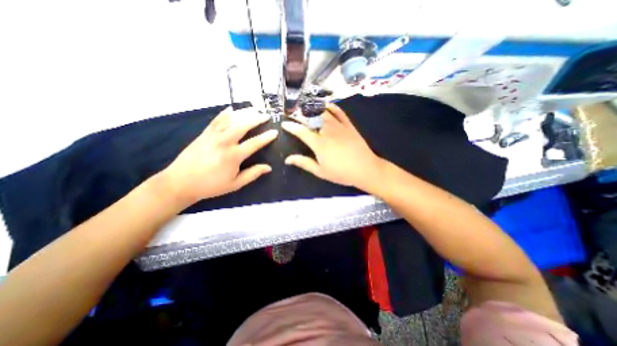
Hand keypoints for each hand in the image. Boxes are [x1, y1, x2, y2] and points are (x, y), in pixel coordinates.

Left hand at [165, 107, 278, 203]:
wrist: (181, 182)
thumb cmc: (211, 185)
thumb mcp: (235, 184)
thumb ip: (253, 174)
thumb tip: (268, 168)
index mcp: (233, 155)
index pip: (254, 143)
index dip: (266, 137)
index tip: (275, 132)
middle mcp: (224, 142)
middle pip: (243, 125)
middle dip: (256, 118)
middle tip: (266, 115)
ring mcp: (213, 136)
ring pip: (230, 119)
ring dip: (243, 113)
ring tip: (254, 109)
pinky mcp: (204, 134)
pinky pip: (216, 120)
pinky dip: (224, 113)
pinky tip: (231, 109)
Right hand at [281, 103, 383, 190]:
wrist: (365, 169)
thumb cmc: (341, 173)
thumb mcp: (320, 171)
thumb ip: (304, 163)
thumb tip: (288, 159)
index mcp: (319, 143)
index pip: (301, 131)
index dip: (291, 126)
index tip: (284, 123)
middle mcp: (327, 131)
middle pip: (311, 118)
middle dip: (300, 114)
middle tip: (293, 112)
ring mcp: (339, 126)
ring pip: (324, 113)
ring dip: (313, 108)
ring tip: (305, 106)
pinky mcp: (349, 125)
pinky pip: (340, 112)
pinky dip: (333, 107)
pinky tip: (327, 105)